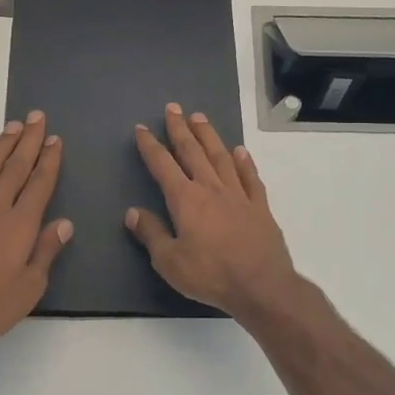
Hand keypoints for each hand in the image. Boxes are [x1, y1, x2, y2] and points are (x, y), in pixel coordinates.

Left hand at [0, 111, 72, 343]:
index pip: (39, 185)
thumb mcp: (29, 287)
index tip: (54, 140)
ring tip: (12, 127)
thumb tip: (64, 223)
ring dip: (1, 148)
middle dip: (28, 142)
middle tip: (36, 117)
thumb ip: (45, 252)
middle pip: (15, 168)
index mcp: (20, 225)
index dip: (48, 161)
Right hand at [127, 103, 301, 319]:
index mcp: (186, 200)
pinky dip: (244, 162)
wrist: (262, 286)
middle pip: (193, 152)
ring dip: (209, 136)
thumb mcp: (169, 261)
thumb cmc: (210, 275)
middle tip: (173, 108)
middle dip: (180, 129)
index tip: (142, 129)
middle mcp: (211, 188)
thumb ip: (151, 233)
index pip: (163, 165)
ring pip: (221, 157)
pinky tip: (240, 151)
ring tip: (200, 118)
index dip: (150, 146)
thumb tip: (133, 212)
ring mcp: (239, 195)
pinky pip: (250, 177)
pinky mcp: (260, 207)